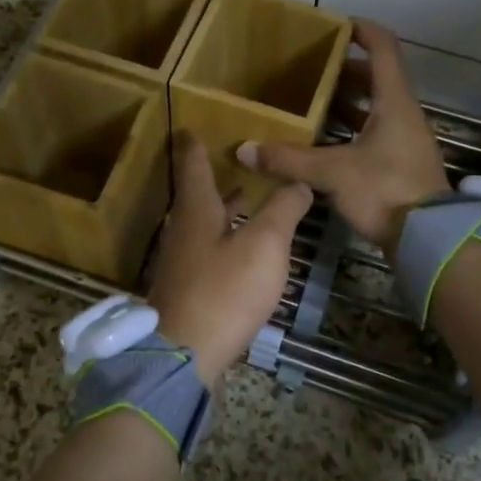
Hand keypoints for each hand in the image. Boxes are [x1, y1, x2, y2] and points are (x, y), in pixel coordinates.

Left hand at [149, 133, 312, 386]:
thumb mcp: (265, 244)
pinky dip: (223, 238)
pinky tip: (239, 249)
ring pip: (202, 224)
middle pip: (196, 196)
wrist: (185, 353)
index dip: (195, 145)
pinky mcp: (187, 289)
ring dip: (221, 209)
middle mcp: (182, 231)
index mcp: (196, 210)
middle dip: (212, 177)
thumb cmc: (225, 290)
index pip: (192, 165)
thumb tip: (299, 181)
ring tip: (243, 198)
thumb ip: (283, 209)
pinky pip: (206, 250)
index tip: (193, 128)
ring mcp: (181, 262)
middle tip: (232, 161)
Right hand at [234, 20, 448, 257]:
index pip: (383, 49)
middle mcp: (402, 114)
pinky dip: (349, 131)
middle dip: (343, 72)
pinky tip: (322, 143)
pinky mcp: (400, 164)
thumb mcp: (333, 173)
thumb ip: (290, 160)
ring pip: (373, 109)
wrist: (429, 239)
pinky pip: (373, 134)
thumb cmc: (386, 191)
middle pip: (375, 79)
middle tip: (309, 70)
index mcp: (393, 102)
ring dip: (345, 104)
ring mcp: (404, 140)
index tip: (336, 26)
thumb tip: (245, 150)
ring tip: (309, 103)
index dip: (362, 31)